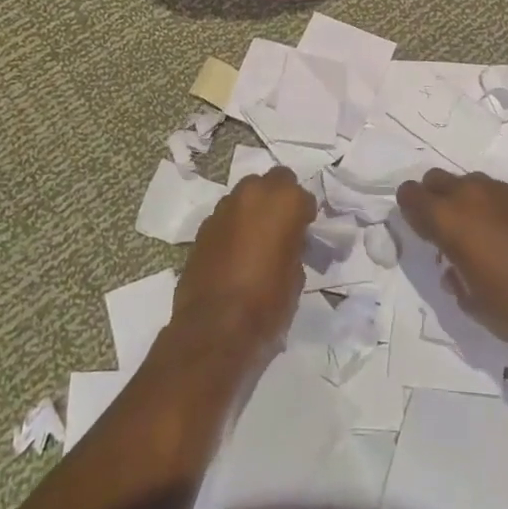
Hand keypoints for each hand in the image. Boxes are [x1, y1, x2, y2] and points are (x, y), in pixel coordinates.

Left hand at [172, 167, 314, 355]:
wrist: (215, 326)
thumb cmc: (267, 301)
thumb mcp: (296, 274)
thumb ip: (294, 245)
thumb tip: (287, 242)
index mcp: (284, 201)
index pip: (302, 195)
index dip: (304, 214)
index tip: (304, 232)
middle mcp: (253, 193)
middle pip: (272, 182)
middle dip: (278, 199)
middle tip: (281, 227)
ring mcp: (224, 208)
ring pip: (245, 196)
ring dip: (253, 210)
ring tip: (256, 240)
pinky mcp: (203, 226)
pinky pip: (226, 217)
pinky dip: (233, 227)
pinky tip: (235, 252)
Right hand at [396, 170, 507, 341]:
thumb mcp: (473, 305)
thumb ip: (456, 281)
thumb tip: (455, 270)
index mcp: (447, 218)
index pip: (410, 194)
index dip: (410, 210)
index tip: (421, 231)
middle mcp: (469, 194)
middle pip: (436, 179)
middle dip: (434, 198)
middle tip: (445, 229)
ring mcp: (500, 190)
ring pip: (468, 182)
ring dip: (465, 201)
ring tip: (480, 233)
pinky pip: (497, 192)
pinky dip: (494, 207)